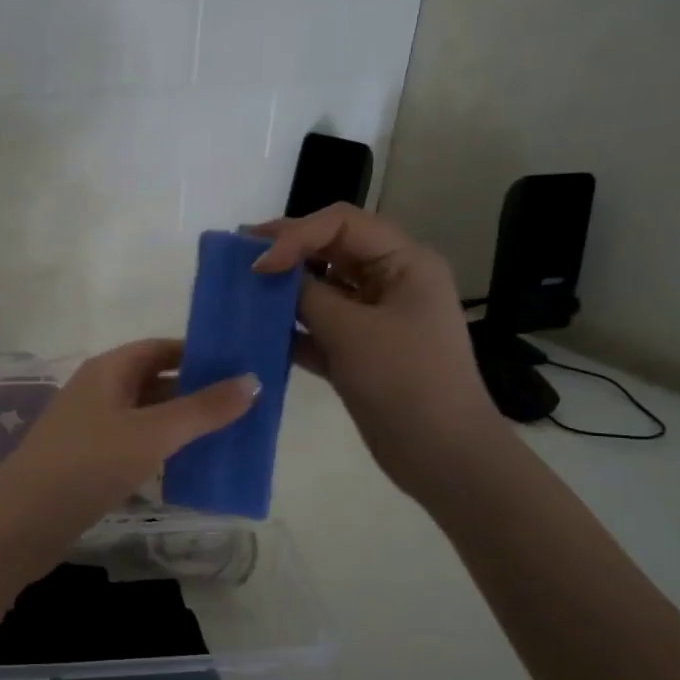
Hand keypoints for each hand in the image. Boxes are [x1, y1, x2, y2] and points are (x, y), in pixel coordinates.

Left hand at [0, 338, 258, 544]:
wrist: (22, 522)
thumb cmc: (88, 464)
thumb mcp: (153, 433)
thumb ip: (203, 409)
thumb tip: (253, 380)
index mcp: (108, 370)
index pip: (161, 348)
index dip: (200, 354)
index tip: (241, 366)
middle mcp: (98, 392)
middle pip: (155, 382)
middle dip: (197, 392)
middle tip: (245, 407)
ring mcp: (91, 429)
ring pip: (146, 418)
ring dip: (182, 425)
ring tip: (229, 437)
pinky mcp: (88, 463)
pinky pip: (135, 447)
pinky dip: (162, 452)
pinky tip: (189, 469)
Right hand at [250, 204, 501, 490]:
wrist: (441, 455)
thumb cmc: (404, 382)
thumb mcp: (352, 331)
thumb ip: (308, 297)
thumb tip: (272, 276)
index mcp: (405, 262)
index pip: (342, 224)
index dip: (296, 235)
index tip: (258, 265)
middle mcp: (392, 282)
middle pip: (332, 251)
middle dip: (287, 254)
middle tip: (238, 259)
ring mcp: (376, 320)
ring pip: (323, 291)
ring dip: (286, 292)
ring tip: (243, 293)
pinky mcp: (361, 353)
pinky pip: (321, 329)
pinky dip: (293, 329)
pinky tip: (260, 333)